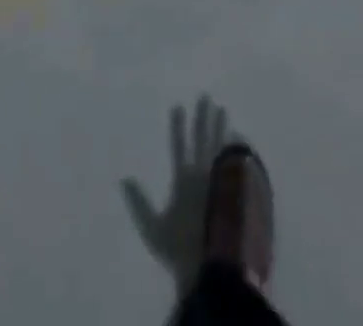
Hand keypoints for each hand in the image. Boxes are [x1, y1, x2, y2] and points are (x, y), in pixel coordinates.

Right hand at [121, 96, 231, 290]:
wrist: (210, 266)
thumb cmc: (179, 249)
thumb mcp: (153, 229)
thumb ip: (140, 204)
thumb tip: (124, 179)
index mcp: (183, 180)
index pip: (179, 146)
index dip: (178, 126)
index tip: (179, 106)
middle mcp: (202, 174)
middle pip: (202, 139)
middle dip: (203, 117)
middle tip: (206, 97)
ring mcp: (219, 181)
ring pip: (220, 146)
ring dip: (220, 127)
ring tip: (223, 109)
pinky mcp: (232, 191)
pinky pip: (234, 163)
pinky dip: (234, 149)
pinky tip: (238, 139)